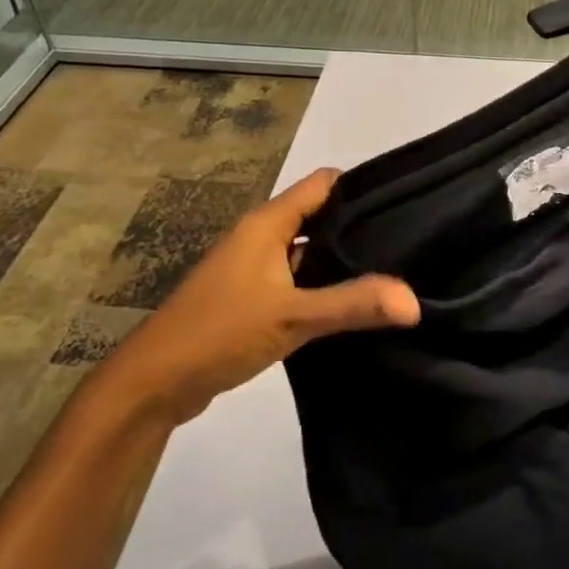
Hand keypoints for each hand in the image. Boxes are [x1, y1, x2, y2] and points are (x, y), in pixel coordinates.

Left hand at [102, 168, 419, 423]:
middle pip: (320, 216)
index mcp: (267, 224)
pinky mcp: (252, 299)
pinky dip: (324, 287)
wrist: (153, 385)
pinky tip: (354, 306)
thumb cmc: (219, 333)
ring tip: (393, 272)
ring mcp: (254, 268)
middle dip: (359, 227)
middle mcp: (260, 237)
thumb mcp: (292, 316)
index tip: (405, 203)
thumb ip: (352, 304)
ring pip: (309, 251)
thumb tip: (415, 301)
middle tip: (409, 243)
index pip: (323, 184)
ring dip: (342, 261)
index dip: (362, 187)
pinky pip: (298, 280)